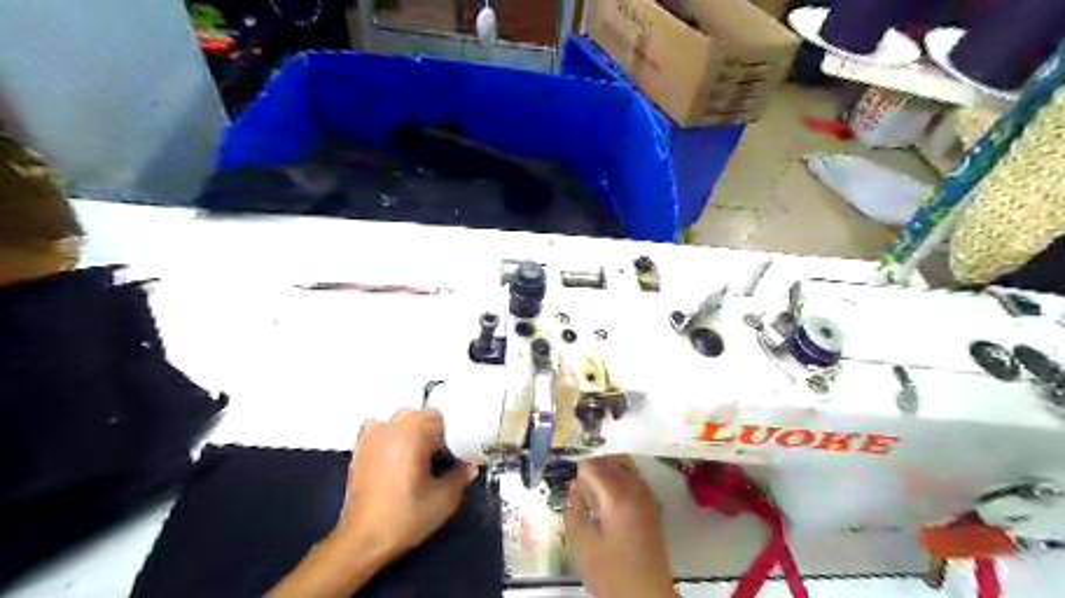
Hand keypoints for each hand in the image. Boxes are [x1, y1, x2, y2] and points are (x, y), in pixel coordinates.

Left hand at [267, 406, 479, 597]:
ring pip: (399, 423)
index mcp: (414, 430)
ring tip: (414, 461)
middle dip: (430, 434)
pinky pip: (379, 433)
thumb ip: (461, 476)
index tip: (453, 456)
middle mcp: (391, 426)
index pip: (440, 417)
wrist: (361, 540)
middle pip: (419, 417)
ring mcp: (371, 436)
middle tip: (437, 460)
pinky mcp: (358, 450)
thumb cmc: (406, 516)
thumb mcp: (445, 499)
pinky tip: (395, 463)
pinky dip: (389, 441)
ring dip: (409, 435)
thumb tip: (470, 466)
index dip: (450, 435)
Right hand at [565, 455, 672, 594]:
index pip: (593, 466)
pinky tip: (611, 495)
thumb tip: (575, 487)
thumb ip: (574, 508)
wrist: (646, 594)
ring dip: (608, 470)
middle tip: (580, 483)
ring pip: (625, 468)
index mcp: (617, 495)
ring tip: (594, 486)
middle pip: (611, 462)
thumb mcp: (581, 542)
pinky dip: (621, 479)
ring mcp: (647, 497)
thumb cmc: (610, 570)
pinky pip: (635, 479)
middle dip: (593, 467)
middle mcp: (635, 489)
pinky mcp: (653, 507)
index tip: (572, 483)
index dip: (579, 471)